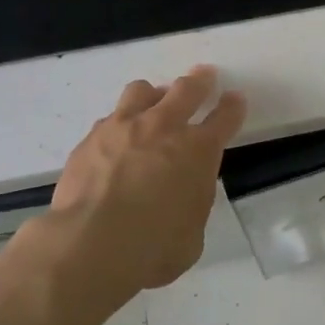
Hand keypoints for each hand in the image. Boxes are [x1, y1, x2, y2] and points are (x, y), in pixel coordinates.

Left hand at [40, 66, 246, 298]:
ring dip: (153, 95)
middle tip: (204, 76)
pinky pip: (109, 120)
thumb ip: (191, 205)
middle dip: (200, 81)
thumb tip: (182, 196)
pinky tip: (115, 141)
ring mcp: (123, 128)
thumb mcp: (191, 234)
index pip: (224, 118)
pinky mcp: (90, 139)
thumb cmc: (154, 247)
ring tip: (153, 103)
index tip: (235, 99)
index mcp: (198, 151)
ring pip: (142, 91)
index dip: (232, 107)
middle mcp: (163, 128)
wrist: (91, 244)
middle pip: (186, 89)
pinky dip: (119, 125)